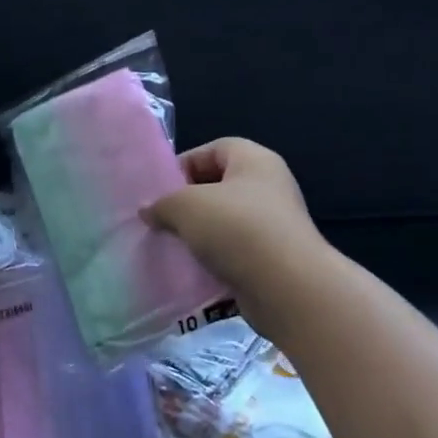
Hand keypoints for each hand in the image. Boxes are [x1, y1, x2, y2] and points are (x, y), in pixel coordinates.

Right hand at [142, 138, 322, 307]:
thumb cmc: (237, 229)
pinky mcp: (272, 261)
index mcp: (254, 161)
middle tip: (161, 219)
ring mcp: (273, 226)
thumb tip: (148, 211)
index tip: (160, 189)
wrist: (288, 289)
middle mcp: (268, 187)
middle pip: (218, 187)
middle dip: (188, 203)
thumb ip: (162, 204)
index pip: (213, 149)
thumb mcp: (186, 206)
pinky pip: (234, 254)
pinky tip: (191, 272)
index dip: (184, 164)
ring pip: (224, 224)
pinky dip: (213, 262)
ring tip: (171, 247)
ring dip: (198, 235)